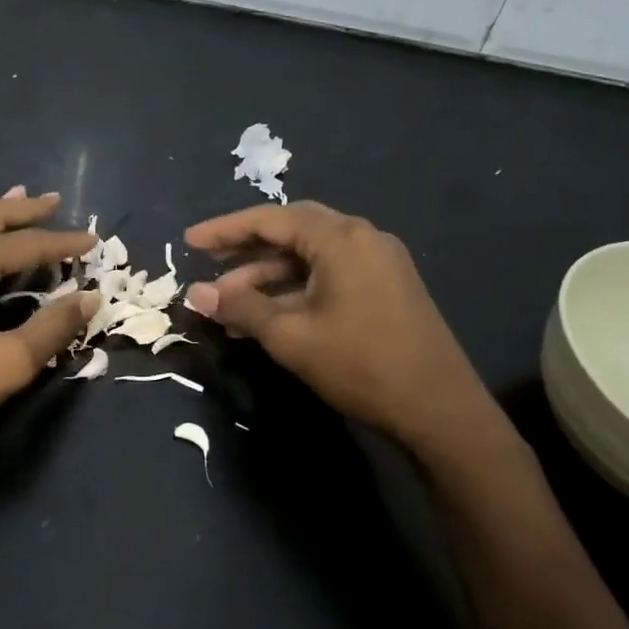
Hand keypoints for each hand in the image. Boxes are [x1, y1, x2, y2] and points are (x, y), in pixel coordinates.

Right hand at [183, 202, 499, 460]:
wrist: (439, 409)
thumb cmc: (360, 364)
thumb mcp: (291, 336)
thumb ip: (241, 308)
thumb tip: (196, 293)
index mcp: (341, 238)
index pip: (271, 219)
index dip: (225, 229)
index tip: (189, 242)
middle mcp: (362, 238)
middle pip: (292, 231)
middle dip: (246, 248)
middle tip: (208, 261)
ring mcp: (379, 263)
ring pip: (310, 257)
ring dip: (268, 276)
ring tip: (229, 303)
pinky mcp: (386, 288)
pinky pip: (329, 275)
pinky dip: (295, 289)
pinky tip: (267, 317)